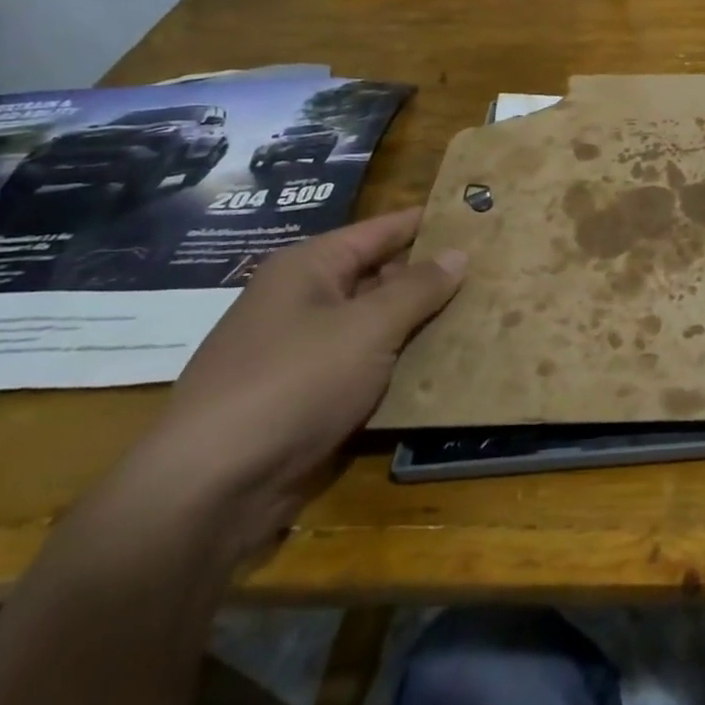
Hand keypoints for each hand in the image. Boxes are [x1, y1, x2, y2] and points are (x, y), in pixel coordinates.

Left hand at [129, 210, 464, 559]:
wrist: (211, 487)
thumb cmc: (294, 383)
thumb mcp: (368, 327)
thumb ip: (418, 288)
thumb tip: (458, 253)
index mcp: (310, 267)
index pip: (382, 230)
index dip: (429, 223)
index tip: (479, 218)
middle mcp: (303, 300)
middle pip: (380, 276)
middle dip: (432, 278)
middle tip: (494, 273)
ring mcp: (302, 350)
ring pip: (376, 324)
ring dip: (420, 325)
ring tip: (483, 316)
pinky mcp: (307, 396)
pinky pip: (365, 366)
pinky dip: (400, 364)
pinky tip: (443, 368)